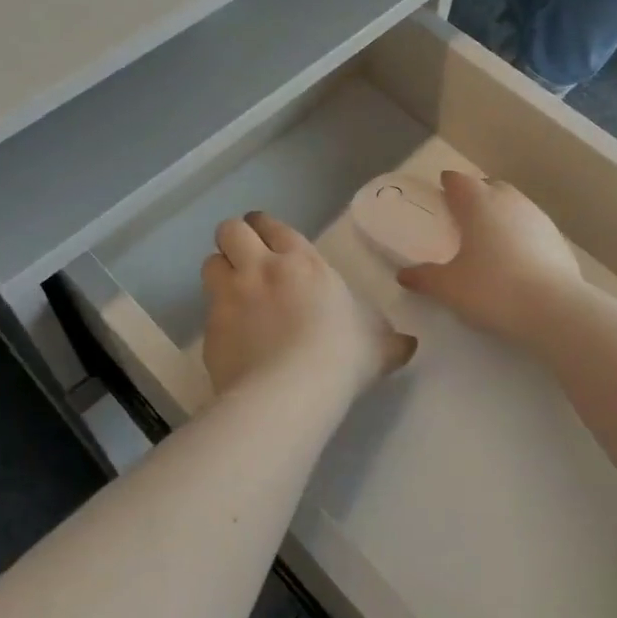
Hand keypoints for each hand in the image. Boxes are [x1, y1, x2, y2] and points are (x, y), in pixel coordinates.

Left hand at [202, 213, 414, 398]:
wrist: (290, 393)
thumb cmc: (341, 357)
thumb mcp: (377, 346)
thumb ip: (389, 340)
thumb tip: (409, 344)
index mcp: (301, 262)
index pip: (272, 225)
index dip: (265, 227)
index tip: (266, 236)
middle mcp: (260, 268)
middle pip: (230, 230)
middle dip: (235, 239)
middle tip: (245, 258)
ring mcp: (230, 296)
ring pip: (210, 262)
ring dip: (221, 271)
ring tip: (233, 291)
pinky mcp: (210, 328)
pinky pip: (207, 309)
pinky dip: (217, 315)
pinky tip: (231, 334)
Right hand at [396, 171, 583, 340]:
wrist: (555, 309)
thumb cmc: (492, 289)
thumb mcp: (449, 288)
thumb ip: (424, 278)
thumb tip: (403, 274)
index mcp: (478, 203)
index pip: (459, 180)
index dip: (448, 185)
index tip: (441, 194)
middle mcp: (509, 200)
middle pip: (489, 186)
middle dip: (476, 196)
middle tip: (463, 218)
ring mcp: (538, 216)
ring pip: (514, 204)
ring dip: (501, 214)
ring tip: (490, 240)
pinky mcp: (558, 238)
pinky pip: (532, 226)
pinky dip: (521, 234)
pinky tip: (517, 259)